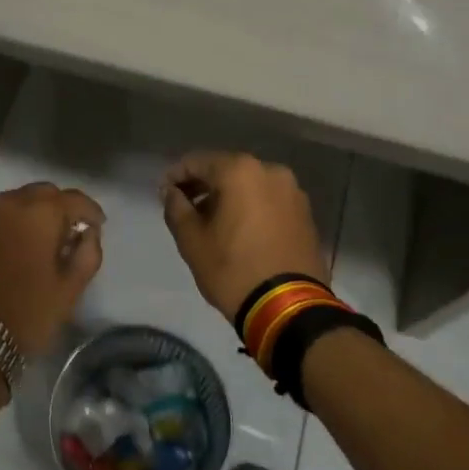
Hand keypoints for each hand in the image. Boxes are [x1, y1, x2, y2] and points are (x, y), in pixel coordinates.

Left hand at [0, 183, 104, 358]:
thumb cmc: (26, 314)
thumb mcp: (69, 290)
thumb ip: (87, 254)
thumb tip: (88, 233)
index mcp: (39, 213)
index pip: (74, 199)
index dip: (90, 211)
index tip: (96, 226)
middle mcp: (6, 203)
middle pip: (41, 193)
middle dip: (57, 208)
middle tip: (64, 233)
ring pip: (10, 203)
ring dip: (26, 215)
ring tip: (31, 241)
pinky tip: (1, 250)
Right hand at [159, 152, 329, 319]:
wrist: (288, 307)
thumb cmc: (233, 269)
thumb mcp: (192, 240)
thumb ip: (176, 207)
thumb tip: (171, 192)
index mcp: (240, 171)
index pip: (197, 162)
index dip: (176, 175)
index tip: (163, 194)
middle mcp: (270, 171)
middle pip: (227, 170)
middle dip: (203, 185)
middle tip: (184, 206)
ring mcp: (292, 192)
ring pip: (250, 185)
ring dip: (228, 196)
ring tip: (212, 221)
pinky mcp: (305, 214)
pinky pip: (269, 200)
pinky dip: (251, 207)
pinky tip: (239, 229)